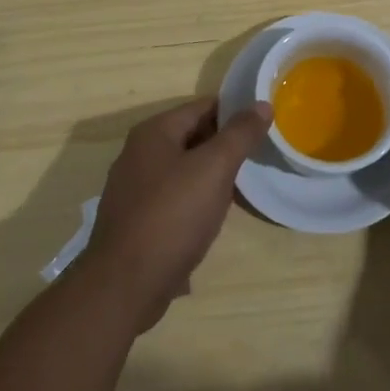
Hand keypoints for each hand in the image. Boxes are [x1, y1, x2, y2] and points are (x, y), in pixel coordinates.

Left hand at [78, 95, 270, 329]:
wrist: (124, 286)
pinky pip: (174, 197)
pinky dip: (196, 199)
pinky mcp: (136, 220)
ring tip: (243, 185)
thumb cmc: (172, 216)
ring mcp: (134, 189)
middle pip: (192, 136)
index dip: (235, 111)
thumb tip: (262, 104)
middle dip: (225, 144)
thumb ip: (240, 134)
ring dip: (212, 175)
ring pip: (184, 169)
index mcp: (154, 132)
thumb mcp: (214, 169)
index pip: (203, 107)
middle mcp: (139, 154)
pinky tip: (214, 216)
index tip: (265, 123)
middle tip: (260, 154)